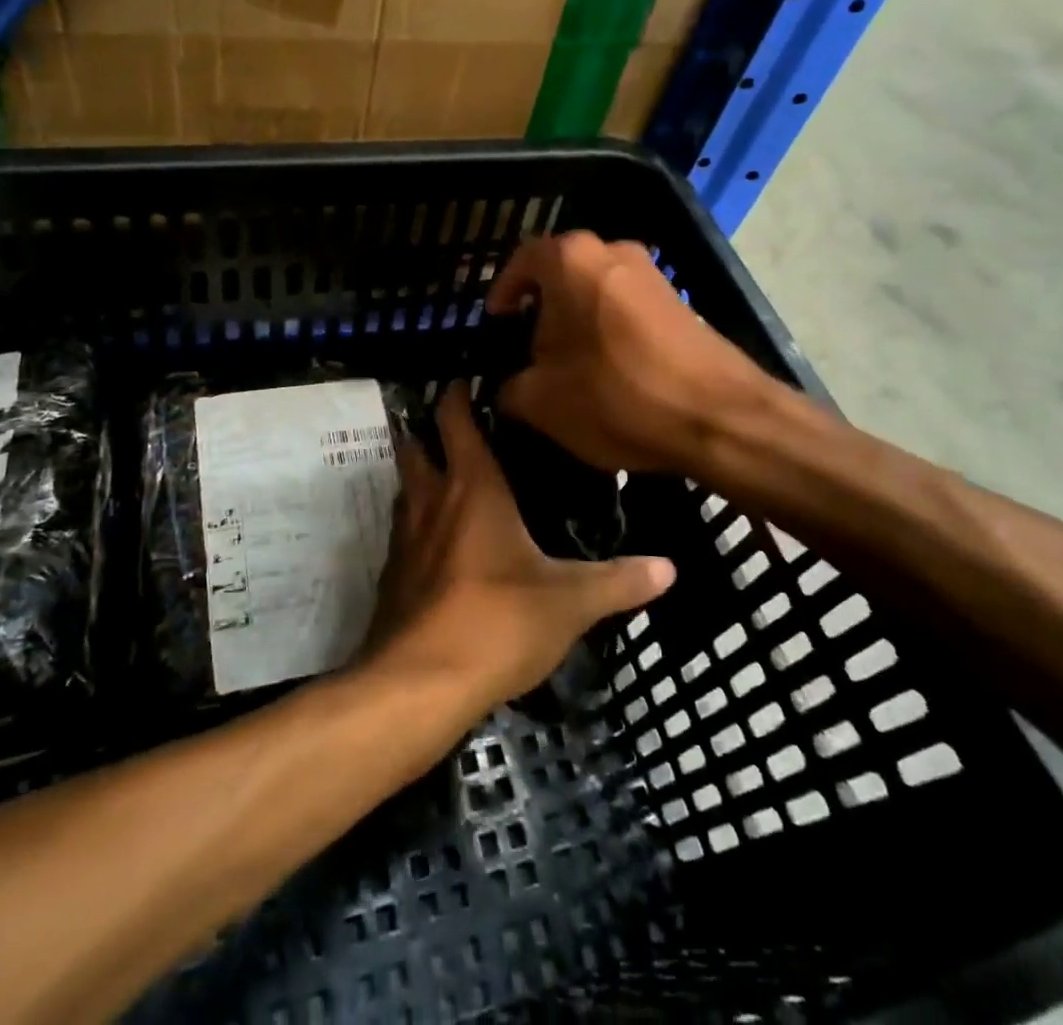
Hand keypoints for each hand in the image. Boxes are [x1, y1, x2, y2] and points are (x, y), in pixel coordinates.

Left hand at [362, 382, 674, 710]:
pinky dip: (417, 525)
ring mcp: (403, 539)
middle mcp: (430, 501)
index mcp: (471, 489)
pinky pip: (402, 534)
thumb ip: (619, 581)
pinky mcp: (392, 577)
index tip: (465, 379)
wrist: (421, 684)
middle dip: (427, 431)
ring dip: (421, 477)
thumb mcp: (569, 602)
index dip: (455, 394)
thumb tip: (670, 567)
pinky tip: (440, 545)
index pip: (455, 421)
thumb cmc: (498, 622)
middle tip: (456, 427)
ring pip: (405, 490)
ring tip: (450, 479)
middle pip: (415, 447)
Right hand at [486, 232, 767, 473]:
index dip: (503, 290)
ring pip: (596, 289)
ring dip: (576, 320)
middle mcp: (614, 252)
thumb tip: (510, 387)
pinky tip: (608, 370)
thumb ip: (511, 388)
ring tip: (567, 363)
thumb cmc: (617, 397)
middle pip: (562, 273)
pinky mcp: (680, 302)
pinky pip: (626, 306)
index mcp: (572, 260)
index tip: (496, 319)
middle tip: (528, 345)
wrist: (720, 418)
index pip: (523, 259)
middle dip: (541, 308)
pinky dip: (608, 329)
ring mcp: (653, 274)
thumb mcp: (542, 402)